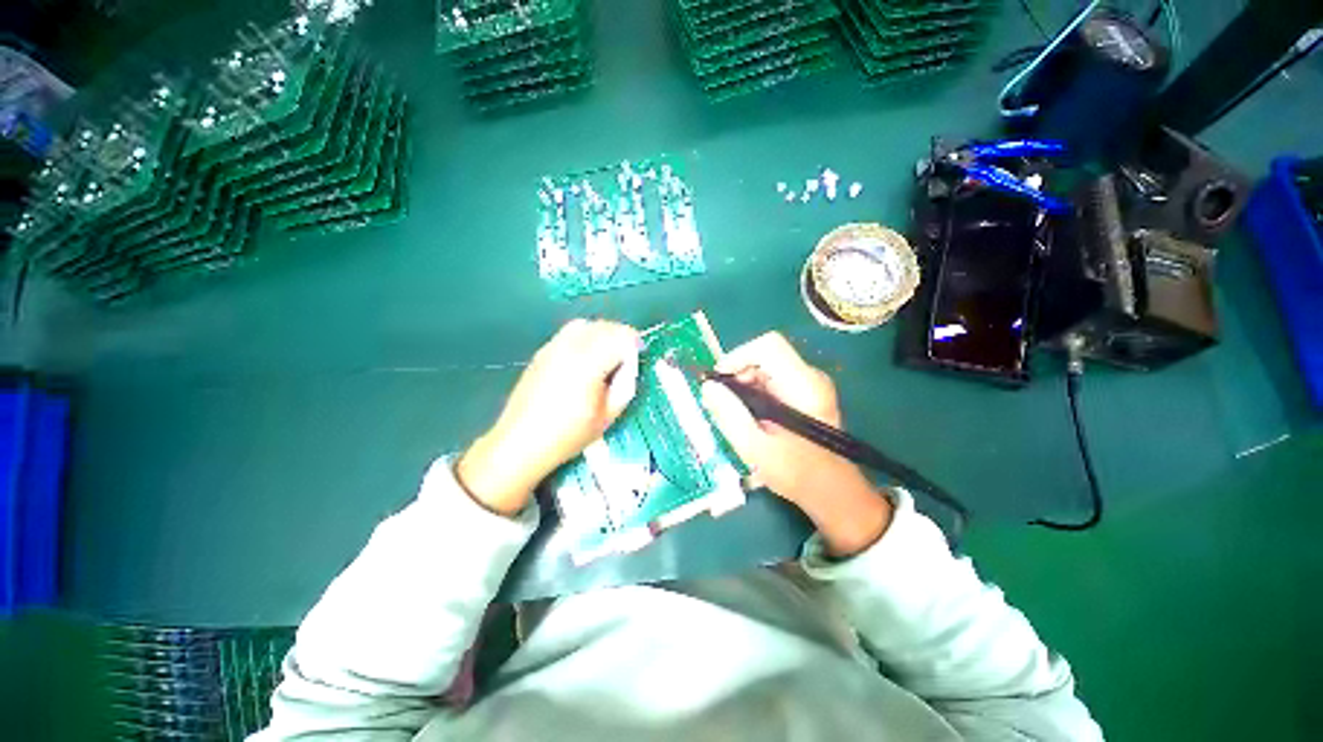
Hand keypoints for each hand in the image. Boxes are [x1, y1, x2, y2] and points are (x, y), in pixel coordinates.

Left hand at [457, 319, 640, 514]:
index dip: (635, 343)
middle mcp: (570, 347)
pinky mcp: (542, 351)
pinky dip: (585, 337)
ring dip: (602, 334)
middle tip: (627, 358)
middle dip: (621, 337)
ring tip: (607, 355)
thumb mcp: (608, 415)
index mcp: (589, 363)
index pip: (621, 336)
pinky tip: (585, 359)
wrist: (520, 442)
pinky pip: (570, 333)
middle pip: (604, 326)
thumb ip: (626, 385)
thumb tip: (631, 364)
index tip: (640, 356)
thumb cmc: (568, 434)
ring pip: (586, 325)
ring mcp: (552, 347)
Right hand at [700, 332, 892, 555]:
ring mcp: (809, 385)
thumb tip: (708, 387)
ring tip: (733, 414)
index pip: (768, 346)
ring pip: (765, 368)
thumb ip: (729, 414)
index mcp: (803, 385)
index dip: (738, 357)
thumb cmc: (797, 473)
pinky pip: (772, 381)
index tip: (719, 382)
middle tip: (721, 404)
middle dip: (737, 375)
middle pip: (764, 356)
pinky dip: (753, 394)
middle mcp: (809, 377)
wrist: (833, 492)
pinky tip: (748, 417)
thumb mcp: (755, 447)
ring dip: (743, 386)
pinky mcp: (805, 394)